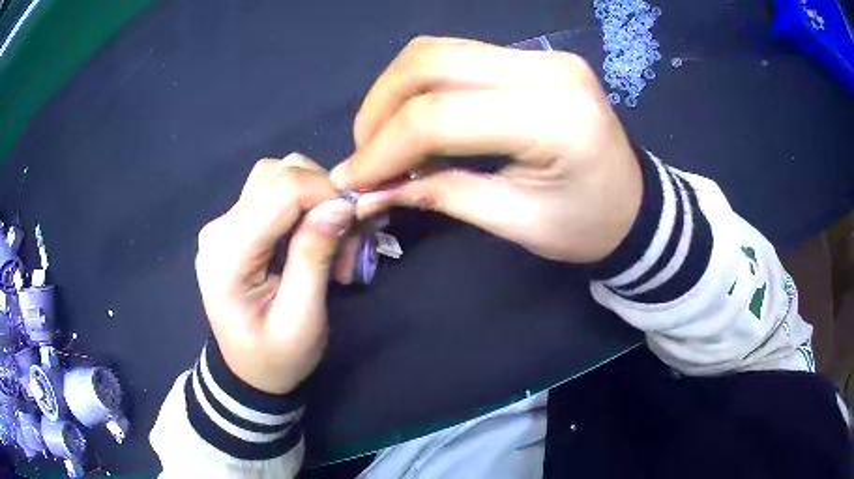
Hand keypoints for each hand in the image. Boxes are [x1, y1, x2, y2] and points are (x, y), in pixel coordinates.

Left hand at [195, 154, 354, 393]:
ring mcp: (224, 223)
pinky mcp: (235, 224)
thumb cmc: (276, 358)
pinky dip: (305, 204)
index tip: (358, 224)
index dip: (327, 194)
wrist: (249, 372)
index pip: (281, 190)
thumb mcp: (302, 319)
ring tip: (334, 241)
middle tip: (350, 242)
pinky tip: (316, 235)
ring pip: (278, 175)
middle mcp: (219, 228)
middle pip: (280, 174)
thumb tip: (341, 204)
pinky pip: (274, 191)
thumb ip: (314, 257)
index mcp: (227, 255)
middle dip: (326, 197)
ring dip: (316, 198)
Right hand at [331, 37, 642, 262]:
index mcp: (554, 117)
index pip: (440, 115)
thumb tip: (370, 189)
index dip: (382, 148)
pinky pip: (458, 54)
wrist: (636, 205)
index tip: (351, 180)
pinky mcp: (534, 55)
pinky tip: (413, 116)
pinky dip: (421, 83)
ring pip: (438, 50)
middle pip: (430, 63)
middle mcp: (546, 68)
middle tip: (362, 155)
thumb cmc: (588, 226)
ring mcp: (541, 54)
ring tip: (381, 137)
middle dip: (378, 109)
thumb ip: (441, 195)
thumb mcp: (516, 222)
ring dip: (393, 91)